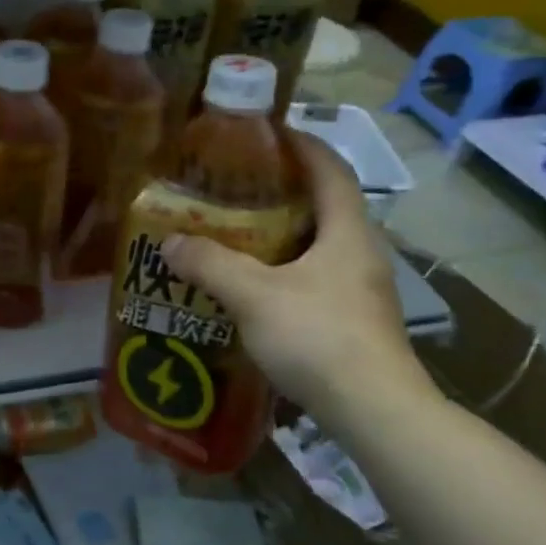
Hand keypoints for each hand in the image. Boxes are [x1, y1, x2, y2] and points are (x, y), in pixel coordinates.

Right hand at [161, 134, 424, 422]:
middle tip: (234, 183)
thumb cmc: (319, 337)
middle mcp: (361, 251)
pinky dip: (284, 267)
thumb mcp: (254, 295)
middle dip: (282, 188)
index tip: (266, 132)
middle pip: (324, 203)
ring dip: (281, 230)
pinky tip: (253, 282)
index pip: (330, 168)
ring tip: (235, 228)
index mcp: (347, 231)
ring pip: (318, 243)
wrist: (376, 412)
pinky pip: (315, 275)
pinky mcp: (354, 319)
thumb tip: (170, 241)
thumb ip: (211, 264)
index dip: (301, 144)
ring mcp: (361, 288)